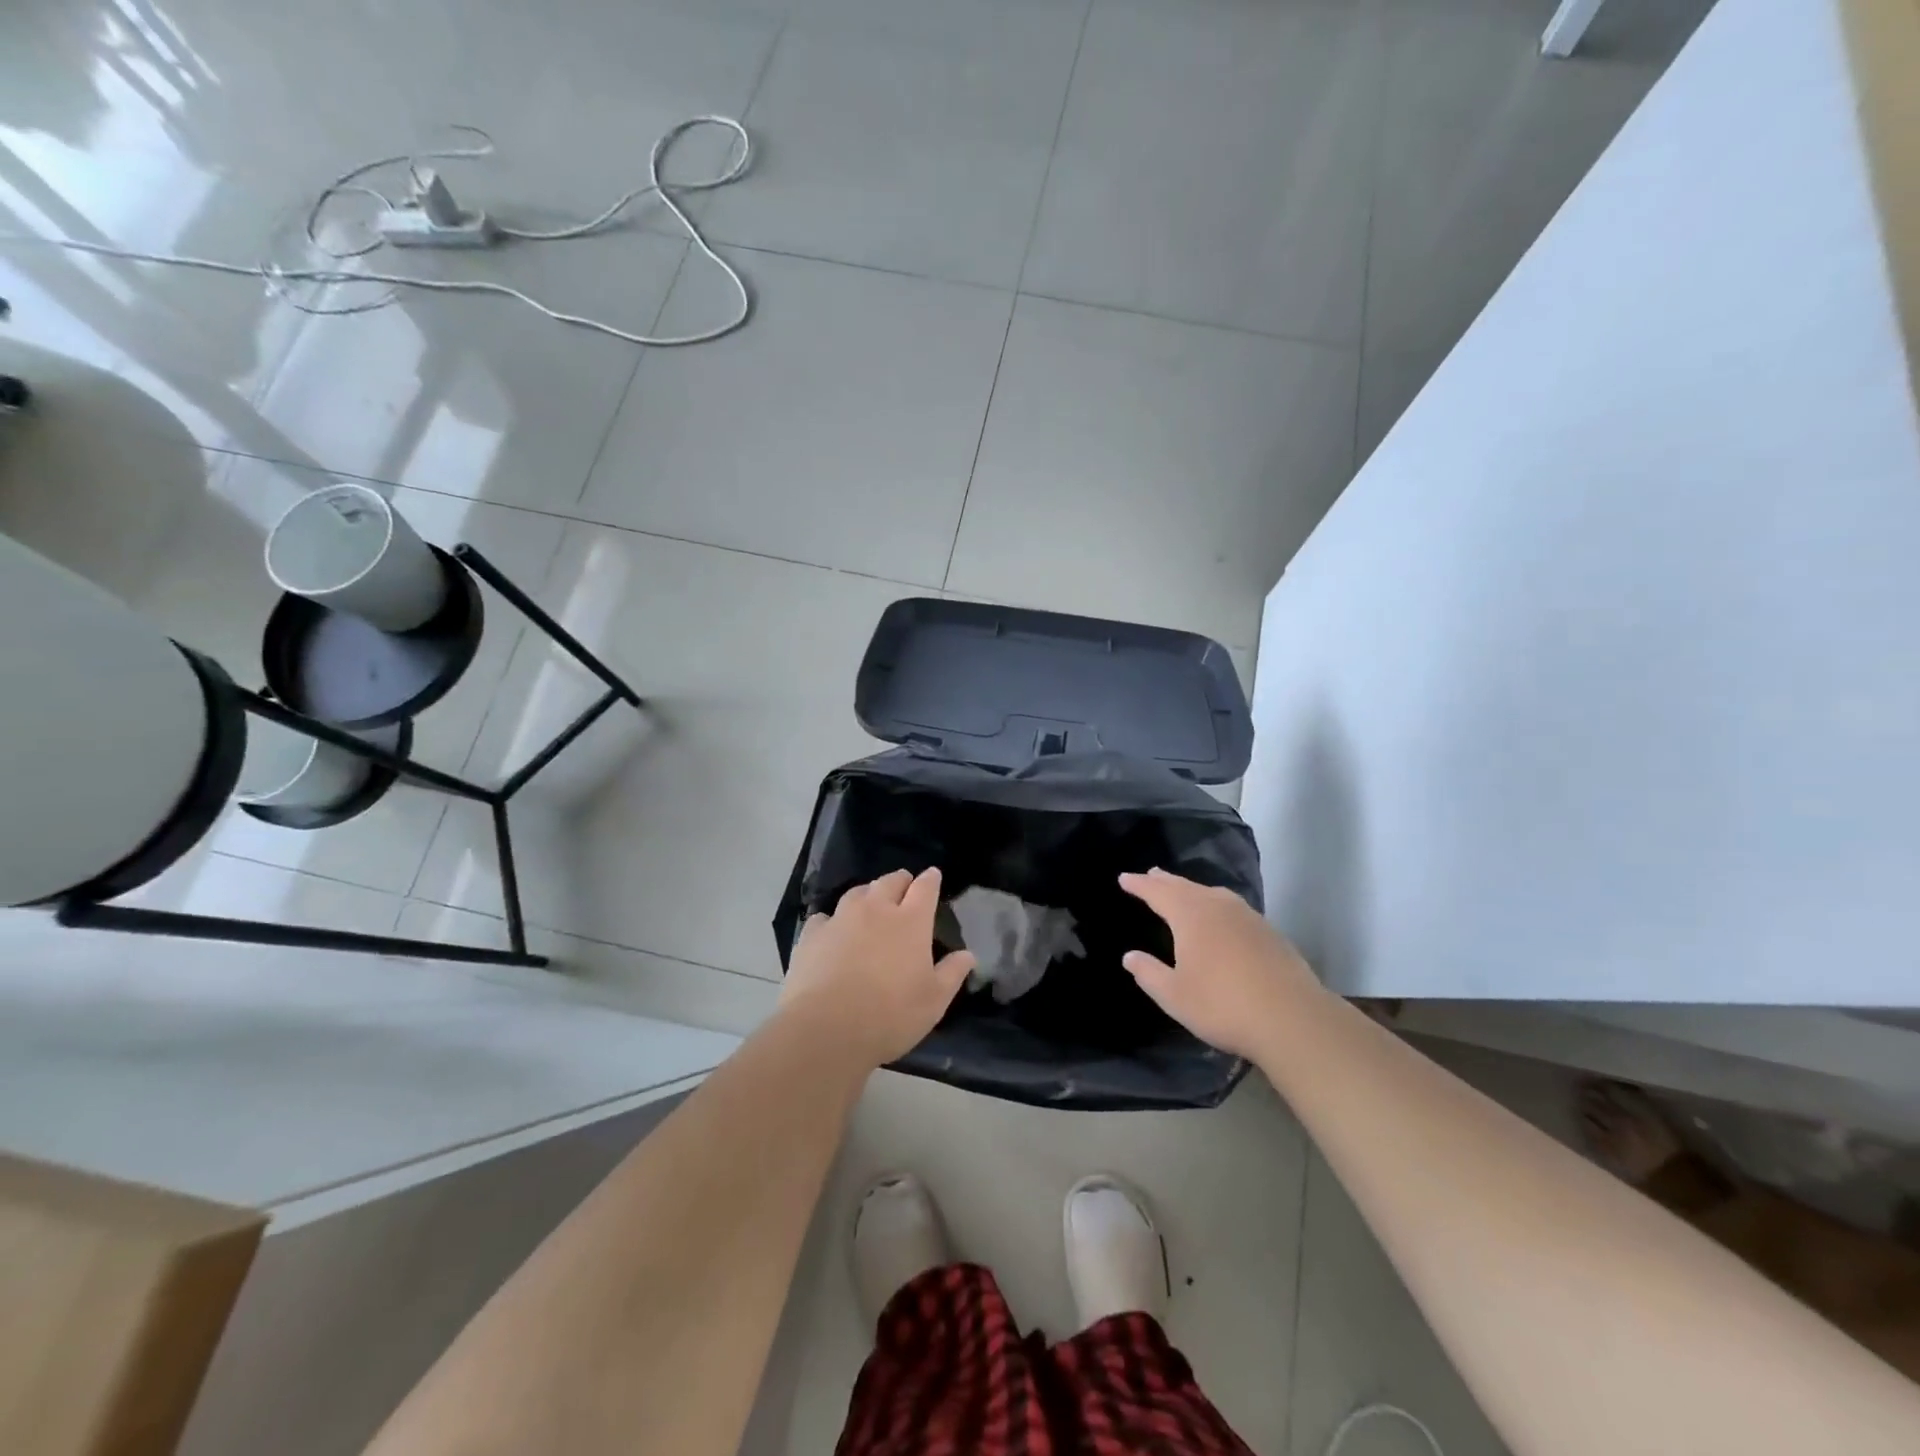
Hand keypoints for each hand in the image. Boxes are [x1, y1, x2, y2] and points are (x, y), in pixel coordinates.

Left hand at [780, 868, 976, 1069]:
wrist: (826, 1029)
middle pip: (889, 881)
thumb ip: (952, 973)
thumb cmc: (890, 1015)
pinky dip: (833, 920)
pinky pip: (824, 917)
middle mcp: (876, 909)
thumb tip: (968, 954)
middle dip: (900, 881)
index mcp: (911, 921)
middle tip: (903, 886)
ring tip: (870, 904)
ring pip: (857, 893)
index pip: (925, 888)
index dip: (931, 879)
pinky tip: (832, 931)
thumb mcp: (934, 1001)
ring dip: (867, 894)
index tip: (933, 875)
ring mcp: (841, 919)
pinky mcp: (812, 935)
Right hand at [1118, 868, 1318, 1061]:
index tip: (1124, 878)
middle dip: (1165, 881)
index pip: (1157, 892)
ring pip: (1212, 893)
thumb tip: (1130, 956)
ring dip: (1192, 889)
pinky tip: (1221, 916)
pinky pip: (1232, 907)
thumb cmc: (1223, 1005)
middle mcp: (1217, 906)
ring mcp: (1247, 916)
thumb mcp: (1174, 996)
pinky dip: (1216, 903)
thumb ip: (1149, 973)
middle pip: (1185, 886)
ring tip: (1183, 890)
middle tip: (1151, 874)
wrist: (1292, 1018)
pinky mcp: (1268, 932)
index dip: (1139, 885)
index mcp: (1190, 916)